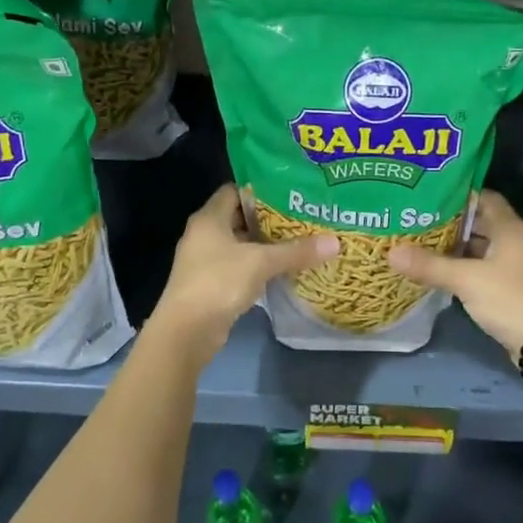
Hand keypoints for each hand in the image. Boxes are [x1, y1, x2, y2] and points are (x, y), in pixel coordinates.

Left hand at [153, 185, 338, 346]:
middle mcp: (204, 235)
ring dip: (265, 245)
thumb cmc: (219, 282)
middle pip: (239, 218)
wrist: (187, 332)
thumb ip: (297, 250)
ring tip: (299, 241)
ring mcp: (205, 261)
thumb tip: (335, 242)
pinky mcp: (211, 285)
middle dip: (269, 219)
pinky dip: (258, 267)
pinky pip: (239, 267)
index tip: (289, 193)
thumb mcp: (261, 262)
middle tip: (302, 217)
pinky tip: (283, 270)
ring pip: (240, 245)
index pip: (235, 191)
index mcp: (209, 218)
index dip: (260, 190)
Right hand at [386, 190, 522, 359]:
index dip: (460, 195)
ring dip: (457, 247)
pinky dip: (464, 267)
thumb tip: (390, 252)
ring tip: (422, 243)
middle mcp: (515, 241)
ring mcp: (515, 266)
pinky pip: (484, 268)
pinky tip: (441, 271)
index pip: (485, 198)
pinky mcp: (512, 287)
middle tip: (419, 219)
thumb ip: (429, 265)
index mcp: (510, 228)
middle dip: (452, 222)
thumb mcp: (466, 280)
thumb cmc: (509, 299)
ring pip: (482, 247)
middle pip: (481, 223)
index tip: (430, 196)